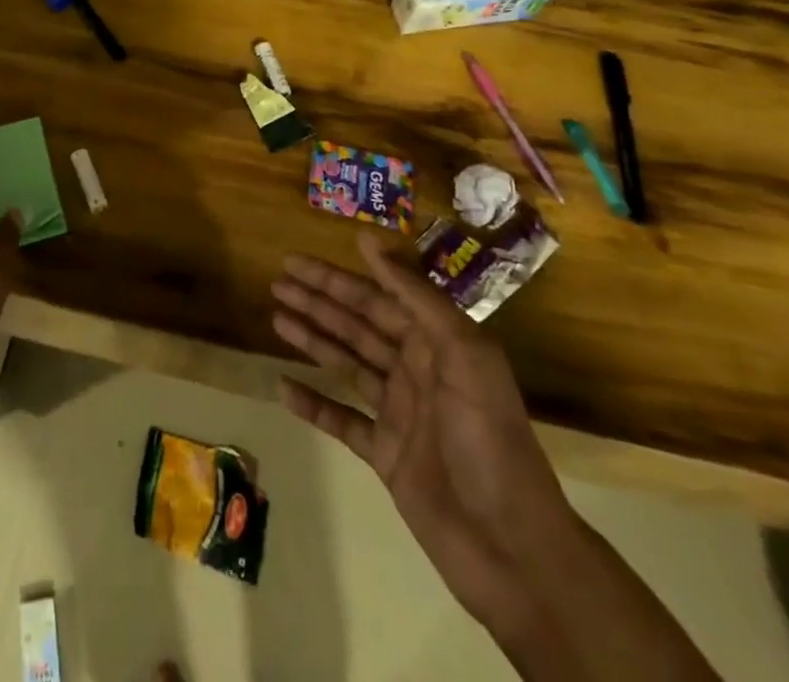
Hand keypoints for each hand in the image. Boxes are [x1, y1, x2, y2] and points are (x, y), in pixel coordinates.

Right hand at [271, 230, 580, 630]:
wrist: (513, 548)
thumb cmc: (488, 439)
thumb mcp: (463, 353)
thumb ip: (416, 295)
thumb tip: (369, 239)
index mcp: (436, 343)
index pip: (376, 298)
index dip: (335, 278)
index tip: (298, 260)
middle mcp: (416, 370)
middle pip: (356, 326)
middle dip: (317, 302)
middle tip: (276, 282)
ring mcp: (399, 413)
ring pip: (346, 364)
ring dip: (312, 340)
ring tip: (275, 318)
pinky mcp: (386, 455)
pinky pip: (341, 420)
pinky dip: (313, 404)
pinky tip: (282, 387)